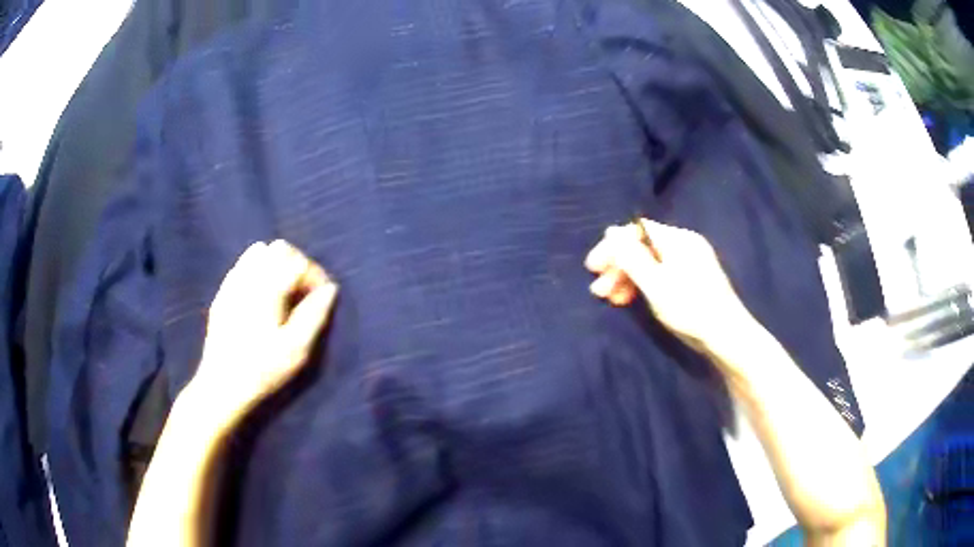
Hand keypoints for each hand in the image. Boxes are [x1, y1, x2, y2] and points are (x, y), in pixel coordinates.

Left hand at [192, 240, 337, 423]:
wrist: (223, 386)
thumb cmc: (263, 369)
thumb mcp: (297, 349)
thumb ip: (315, 315)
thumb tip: (330, 289)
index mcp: (268, 288)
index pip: (299, 262)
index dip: (316, 276)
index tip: (322, 298)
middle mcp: (249, 277)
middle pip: (279, 249)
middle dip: (297, 265)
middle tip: (303, 294)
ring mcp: (232, 284)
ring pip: (258, 252)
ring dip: (276, 265)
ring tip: (284, 293)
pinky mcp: (222, 295)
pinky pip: (242, 267)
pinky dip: (257, 272)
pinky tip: (261, 297)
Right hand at [585, 219, 755, 356]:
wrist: (728, 337)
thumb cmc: (690, 309)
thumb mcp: (655, 284)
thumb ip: (631, 257)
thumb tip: (611, 231)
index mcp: (677, 239)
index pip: (636, 231)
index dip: (612, 247)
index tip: (592, 269)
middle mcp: (685, 244)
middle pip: (643, 247)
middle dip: (618, 267)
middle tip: (599, 291)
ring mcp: (691, 262)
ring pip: (651, 263)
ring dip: (628, 279)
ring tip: (613, 300)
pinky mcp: (694, 280)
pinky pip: (662, 274)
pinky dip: (645, 285)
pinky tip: (634, 300)